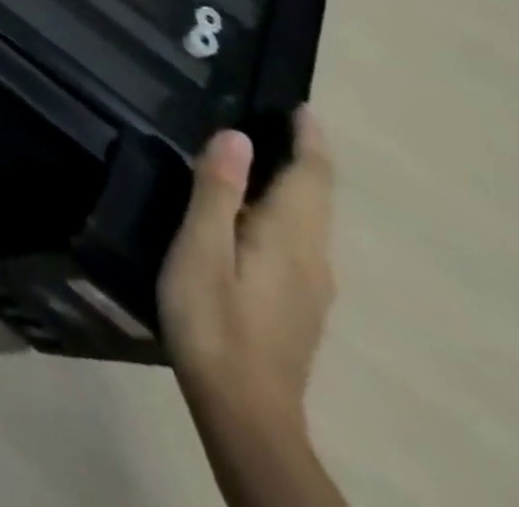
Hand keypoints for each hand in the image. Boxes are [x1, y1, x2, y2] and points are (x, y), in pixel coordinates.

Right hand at [158, 110, 335, 435]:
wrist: (244, 412)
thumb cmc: (214, 319)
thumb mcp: (202, 248)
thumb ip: (217, 190)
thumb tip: (237, 136)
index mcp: (290, 237)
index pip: (312, 176)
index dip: (309, 138)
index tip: (300, 106)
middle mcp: (313, 258)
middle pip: (316, 196)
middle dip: (303, 156)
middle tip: (272, 120)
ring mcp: (310, 287)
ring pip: (309, 221)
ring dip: (293, 183)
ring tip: (256, 158)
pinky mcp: (297, 307)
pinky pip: (298, 241)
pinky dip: (284, 211)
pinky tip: (251, 217)